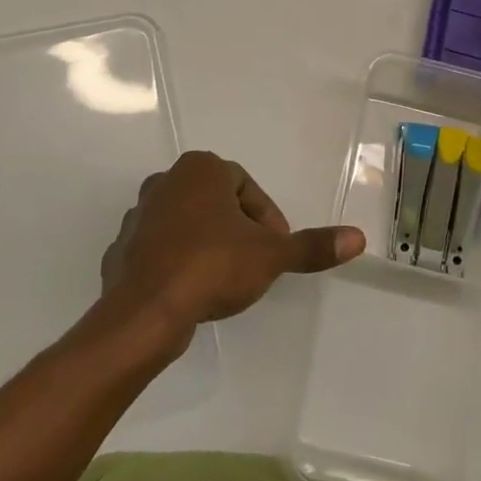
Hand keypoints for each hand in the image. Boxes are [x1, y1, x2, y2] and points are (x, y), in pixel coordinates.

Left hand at [100, 151, 364, 335]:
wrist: (144, 311)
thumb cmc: (211, 267)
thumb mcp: (270, 255)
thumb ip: (311, 246)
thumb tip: (357, 238)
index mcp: (201, 169)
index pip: (245, 186)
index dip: (266, 218)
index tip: (275, 249)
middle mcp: (166, 181)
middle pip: (216, 202)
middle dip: (238, 229)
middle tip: (254, 262)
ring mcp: (139, 213)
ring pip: (187, 223)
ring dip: (207, 243)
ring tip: (223, 279)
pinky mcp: (122, 246)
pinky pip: (160, 248)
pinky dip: (177, 261)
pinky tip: (190, 290)